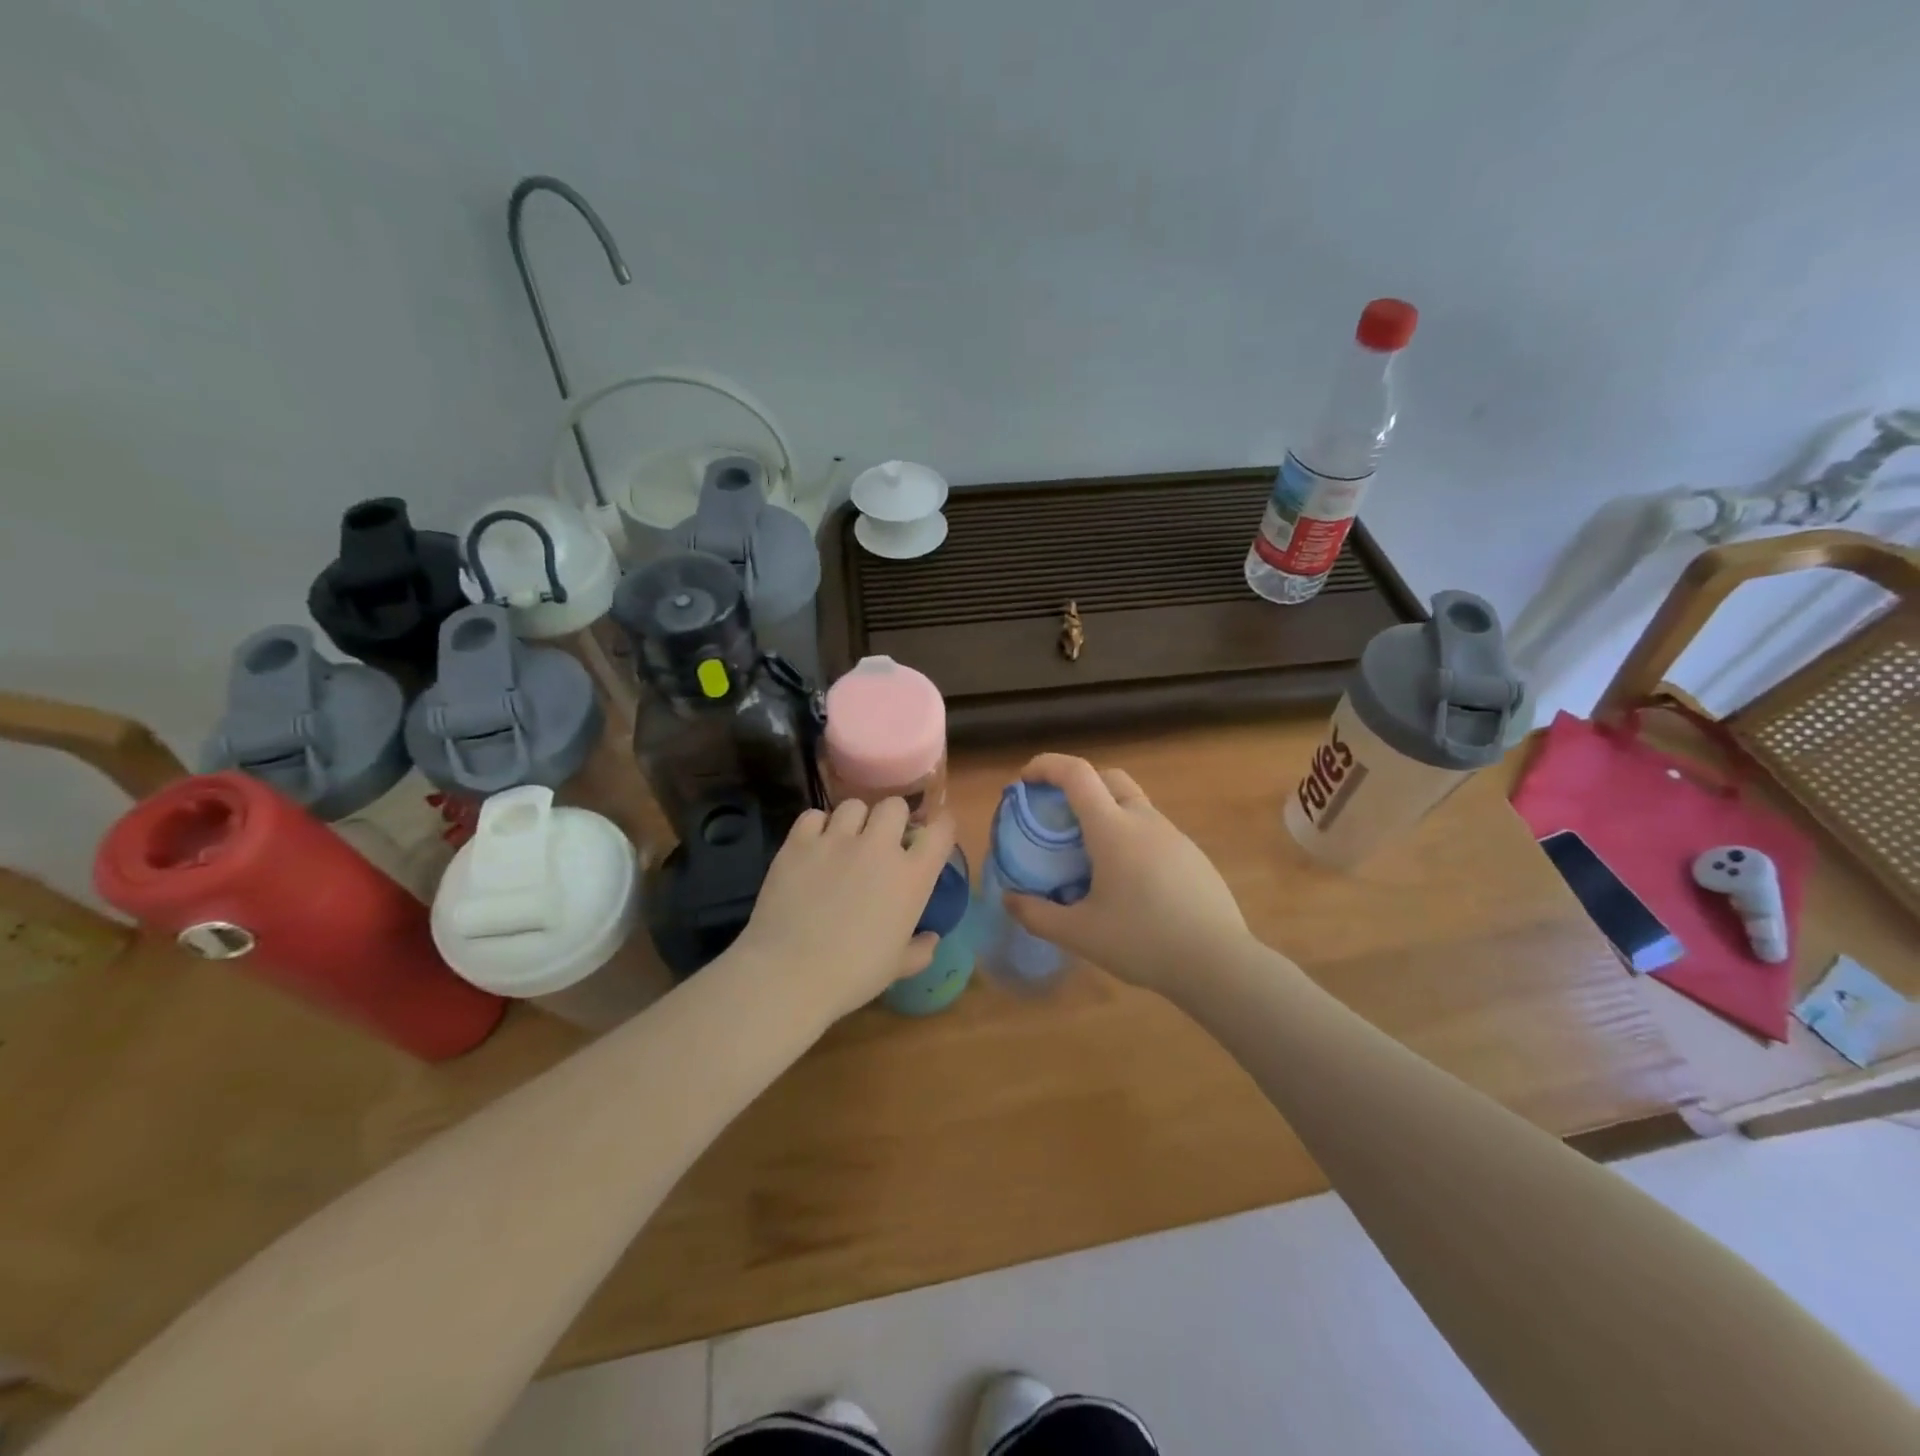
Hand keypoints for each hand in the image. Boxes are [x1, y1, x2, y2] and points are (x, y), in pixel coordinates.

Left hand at [730, 798, 956, 1023]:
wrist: (789, 974)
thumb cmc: (852, 975)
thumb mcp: (897, 967)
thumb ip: (920, 949)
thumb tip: (932, 938)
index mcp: (911, 877)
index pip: (940, 831)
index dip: (941, 826)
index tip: (933, 833)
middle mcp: (878, 848)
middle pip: (894, 806)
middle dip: (892, 819)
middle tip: (882, 841)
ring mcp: (836, 840)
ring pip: (853, 805)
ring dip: (854, 821)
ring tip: (844, 841)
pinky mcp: (799, 842)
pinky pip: (813, 816)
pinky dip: (816, 827)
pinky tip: (813, 846)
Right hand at [1004, 754, 1250, 996]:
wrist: (1219, 963)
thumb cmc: (1143, 941)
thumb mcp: (1080, 933)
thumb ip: (1037, 914)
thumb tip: (1010, 899)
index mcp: (1113, 829)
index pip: (1077, 773)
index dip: (1046, 766)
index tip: (1025, 781)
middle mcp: (1144, 820)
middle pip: (1109, 778)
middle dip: (1078, 784)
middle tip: (1058, 816)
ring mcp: (1174, 836)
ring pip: (1134, 805)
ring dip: (1106, 812)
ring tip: (1089, 856)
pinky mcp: (1193, 856)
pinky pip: (1153, 831)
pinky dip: (1130, 837)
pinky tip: (1128, 881)